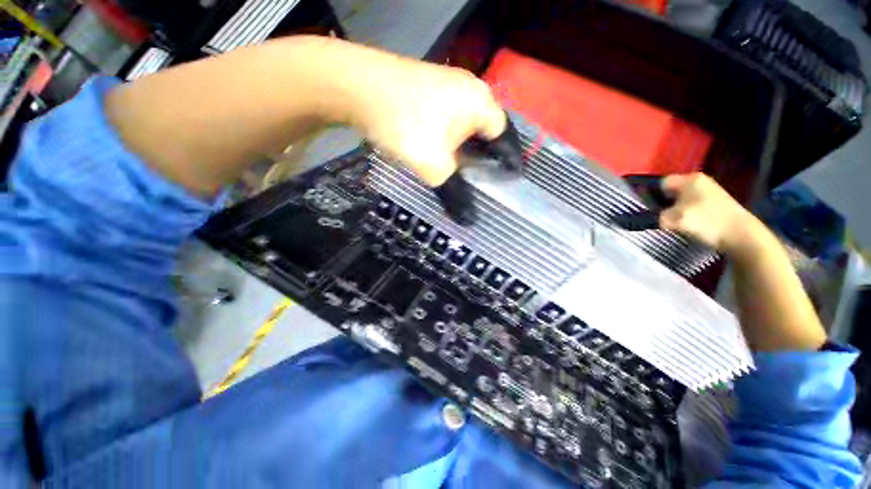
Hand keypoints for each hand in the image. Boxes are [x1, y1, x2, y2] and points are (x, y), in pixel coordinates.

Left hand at [342, 52, 507, 185]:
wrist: (358, 88)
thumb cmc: (406, 125)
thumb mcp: (434, 167)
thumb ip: (455, 192)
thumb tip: (468, 221)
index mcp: (481, 104)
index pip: (505, 136)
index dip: (508, 159)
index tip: (509, 179)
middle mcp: (470, 90)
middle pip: (487, 130)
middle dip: (488, 156)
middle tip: (486, 179)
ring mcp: (447, 86)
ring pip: (467, 125)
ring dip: (467, 148)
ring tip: (466, 171)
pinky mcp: (429, 90)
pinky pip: (449, 120)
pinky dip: (451, 139)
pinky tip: (443, 153)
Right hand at [659, 173, 758, 254]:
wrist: (740, 235)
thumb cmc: (706, 221)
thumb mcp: (673, 219)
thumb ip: (658, 216)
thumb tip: (654, 217)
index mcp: (690, 179)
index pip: (662, 183)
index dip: (653, 195)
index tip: (651, 209)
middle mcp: (700, 181)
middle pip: (673, 192)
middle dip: (666, 204)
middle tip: (663, 218)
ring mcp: (710, 192)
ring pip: (682, 200)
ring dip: (677, 211)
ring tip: (677, 224)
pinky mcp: (716, 204)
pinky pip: (693, 207)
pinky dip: (689, 215)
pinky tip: (690, 225)